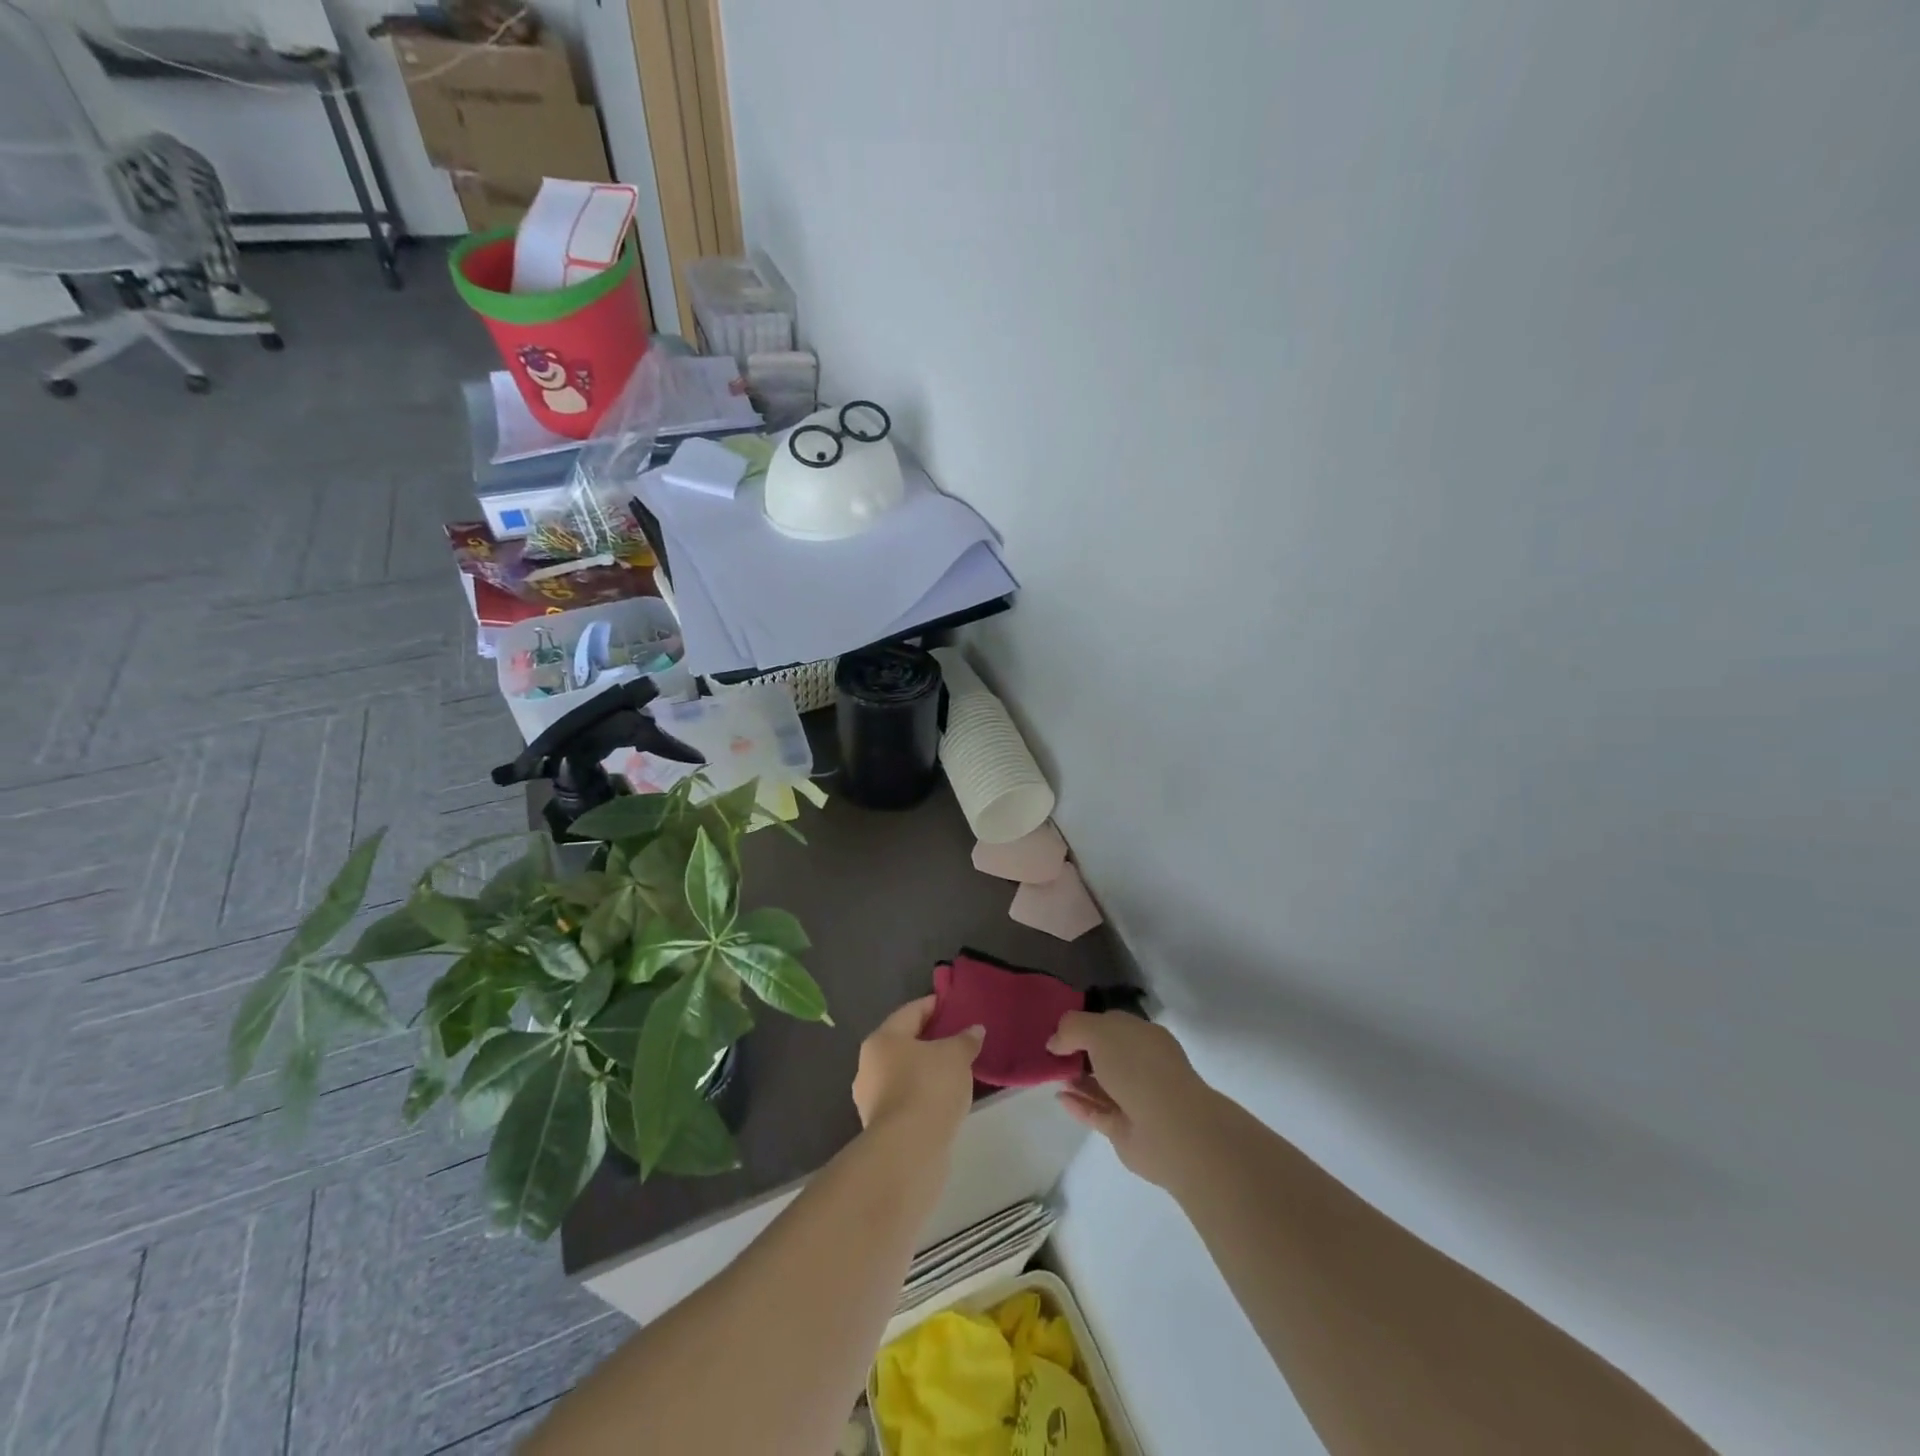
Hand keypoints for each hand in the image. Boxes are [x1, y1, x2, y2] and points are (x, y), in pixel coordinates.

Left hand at [853, 996, 983, 1138]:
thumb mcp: (956, 1056)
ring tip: (955, 1071)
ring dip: (926, 1070)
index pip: (911, 1012)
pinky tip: (943, 1099)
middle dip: (930, 1040)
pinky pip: (906, 1099)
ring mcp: (871, 1099)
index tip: (954, 1006)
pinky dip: (923, 1095)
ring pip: (903, 1073)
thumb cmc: (929, 1088)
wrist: (908, 1151)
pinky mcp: (881, 1127)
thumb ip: (965, 1040)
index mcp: (882, 1039)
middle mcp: (869, 1065)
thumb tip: (974, 1030)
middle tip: (957, 1039)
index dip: (934, 1006)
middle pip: (904, 1043)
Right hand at [1048, 1011, 1214, 1189]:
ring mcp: (1136, 1099)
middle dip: (1079, 1052)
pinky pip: (1098, 1112)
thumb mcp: (1099, 1031)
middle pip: (1106, 1055)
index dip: (1084, 1025)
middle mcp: (1143, 1065)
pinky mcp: (1126, 1129)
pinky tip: (1059, 1098)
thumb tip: (1055, 1043)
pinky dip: (1079, 1105)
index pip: (1111, 1024)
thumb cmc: (1137, 1067)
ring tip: (1050, 1074)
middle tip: (1051, 1054)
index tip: (1058, 1030)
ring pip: (1101, 1085)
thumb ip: (1072, 1028)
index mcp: (1144, 1036)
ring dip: (1077, 1079)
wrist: (1169, 1129)